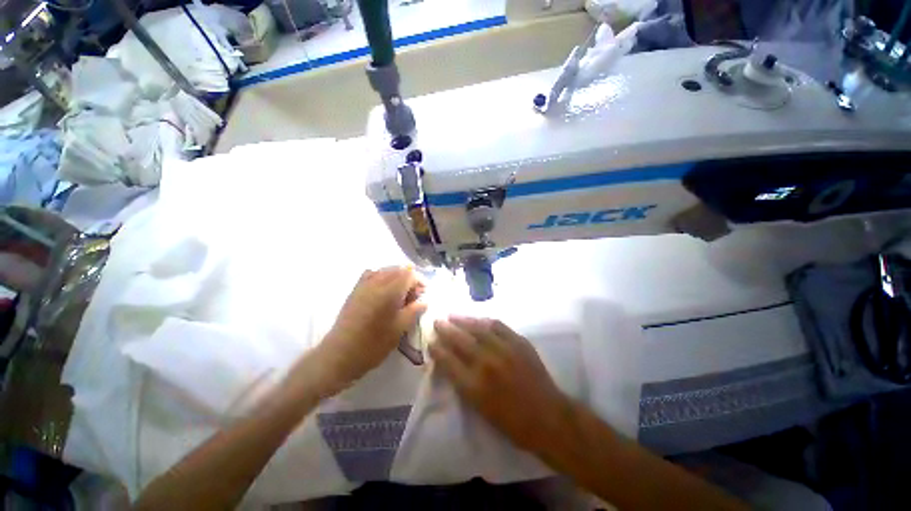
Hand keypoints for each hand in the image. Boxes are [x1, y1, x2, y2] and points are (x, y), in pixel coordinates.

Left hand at [315, 267, 425, 392]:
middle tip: (413, 296)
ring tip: (400, 294)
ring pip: (385, 270)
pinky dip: (382, 277)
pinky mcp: (355, 290)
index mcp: (390, 291)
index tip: (423, 294)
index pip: (409, 274)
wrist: (340, 354)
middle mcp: (377, 282)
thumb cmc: (373, 344)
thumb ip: (414, 311)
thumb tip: (424, 302)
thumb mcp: (399, 329)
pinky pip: (372, 274)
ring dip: (397, 277)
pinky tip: (383, 290)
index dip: (420, 281)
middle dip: (409, 279)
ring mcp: (364, 285)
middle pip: (398, 269)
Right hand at [429, 316, 570, 451]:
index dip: (437, 349)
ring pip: (478, 328)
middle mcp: (486, 363)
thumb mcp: (479, 409)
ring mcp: (504, 350)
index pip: (448, 361)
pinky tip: (477, 318)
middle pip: (460, 340)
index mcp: (474, 386)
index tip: (431, 341)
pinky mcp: (518, 342)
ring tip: (452, 315)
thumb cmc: (511, 422)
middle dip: (445, 329)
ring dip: (463, 320)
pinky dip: (484, 320)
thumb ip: (462, 383)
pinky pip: (498, 325)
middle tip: (437, 322)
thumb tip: (449, 362)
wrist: (547, 416)